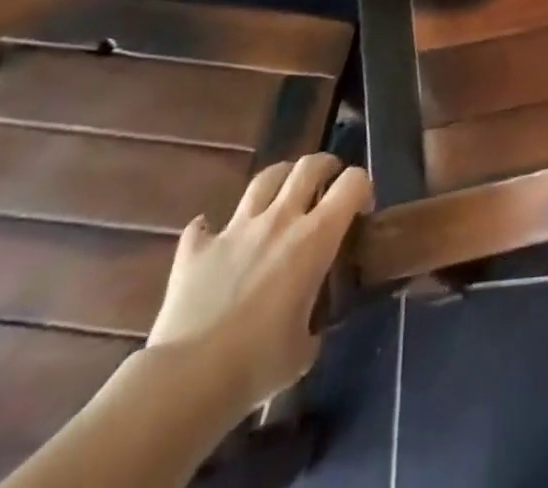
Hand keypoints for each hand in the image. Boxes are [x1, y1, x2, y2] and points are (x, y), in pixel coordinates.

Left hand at [146, 154, 371, 416]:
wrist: (186, 382)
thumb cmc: (257, 366)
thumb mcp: (304, 349)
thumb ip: (313, 322)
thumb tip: (309, 325)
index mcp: (315, 237)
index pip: (352, 182)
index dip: (361, 188)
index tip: (360, 211)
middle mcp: (279, 220)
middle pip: (309, 165)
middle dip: (324, 168)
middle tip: (326, 186)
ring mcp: (235, 229)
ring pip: (264, 179)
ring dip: (279, 181)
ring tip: (281, 197)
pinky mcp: (196, 250)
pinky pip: (204, 226)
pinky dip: (212, 230)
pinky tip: (214, 241)